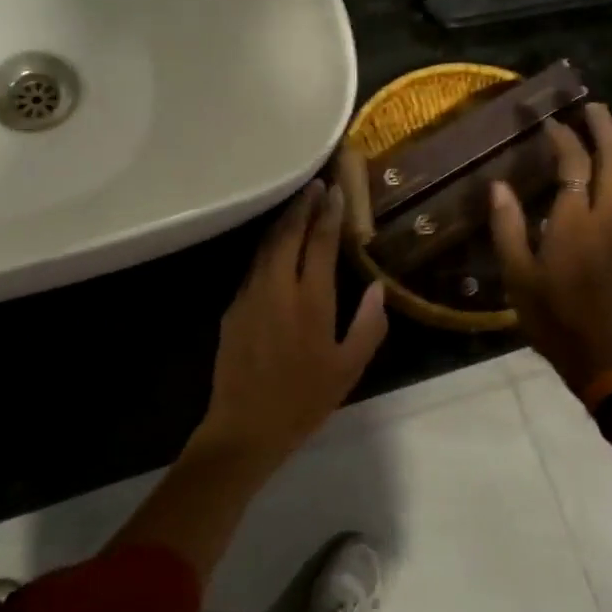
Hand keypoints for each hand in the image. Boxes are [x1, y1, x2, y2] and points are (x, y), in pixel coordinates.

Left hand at [191, 180, 388, 473]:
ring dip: (283, 223)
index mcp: (310, 300)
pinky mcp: (233, 308)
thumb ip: (368, 325)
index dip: (328, 214)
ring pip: (266, 247)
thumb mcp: (349, 368)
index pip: (319, 243)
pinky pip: (254, 267)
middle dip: (302, 206)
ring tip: (297, 206)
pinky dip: (268, 248)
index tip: (335, 190)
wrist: (245, 426)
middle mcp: (277, 288)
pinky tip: (276, 248)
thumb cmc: (304, 399)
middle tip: (315, 185)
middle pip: (287, 234)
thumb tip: (378, 287)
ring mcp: (250, 295)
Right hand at [490, 103, 611, 393]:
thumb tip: (498, 185)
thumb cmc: (552, 315)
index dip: (562, 139)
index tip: (550, 123)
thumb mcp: (517, 276)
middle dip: (604, 128)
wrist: (603, 353)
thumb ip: (507, 227)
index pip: (574, 165)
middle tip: (593, 108)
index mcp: (575, 224)